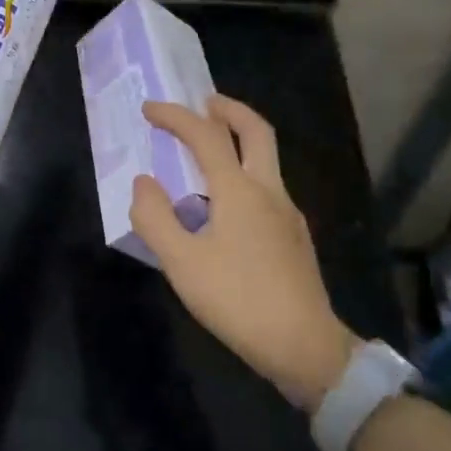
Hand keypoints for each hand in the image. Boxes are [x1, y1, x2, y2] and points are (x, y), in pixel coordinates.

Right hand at [132, 96, 356, 409]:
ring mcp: (288, 213)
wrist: (306, 348)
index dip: (175, 116)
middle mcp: (269, 191)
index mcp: (239, 191)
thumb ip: (156, 218)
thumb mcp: (182, 263)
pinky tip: (226, 204)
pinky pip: (267, 186)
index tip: (150, 108)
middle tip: (204, 103)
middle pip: (256, 131)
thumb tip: (144, 182)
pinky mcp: (295, 236)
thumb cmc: (238, 301)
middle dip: (229, 109)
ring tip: (208, 151)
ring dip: (239, 140)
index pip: (206, 136)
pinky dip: (245, 172)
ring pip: (266, 159)